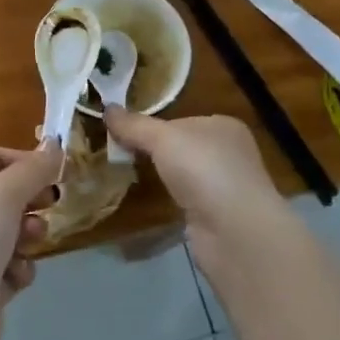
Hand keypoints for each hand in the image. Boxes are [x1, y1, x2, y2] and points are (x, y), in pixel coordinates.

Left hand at [0, 143, 60, 339]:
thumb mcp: (4, 193)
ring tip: (31, 242)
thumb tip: (54, 147)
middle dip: (31, 199)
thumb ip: (33, 169)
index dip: (26, 160)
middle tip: (52, 203)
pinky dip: (19, 269)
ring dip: (29, 234)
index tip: (57, 171)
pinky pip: (11, 268)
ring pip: (13, 233)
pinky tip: (15, 277)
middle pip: (6, 196)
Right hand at [103, 107, 280, 231]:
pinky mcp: (218, 216)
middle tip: (121, 153)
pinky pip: (187, 199)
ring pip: (184, 174)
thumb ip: (134, 125)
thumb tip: (106, 107)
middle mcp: (229, 153)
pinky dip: (170, 199)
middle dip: (155, 151)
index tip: (122, 132)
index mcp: (223, 126)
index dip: (152, 125)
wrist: (234, 231)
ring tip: (130, 175)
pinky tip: (154, 201)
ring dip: (163, 176)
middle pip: (182, 146)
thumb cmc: (203, 170)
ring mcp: (226, 186)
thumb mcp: (162, 138)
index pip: (181, 120)